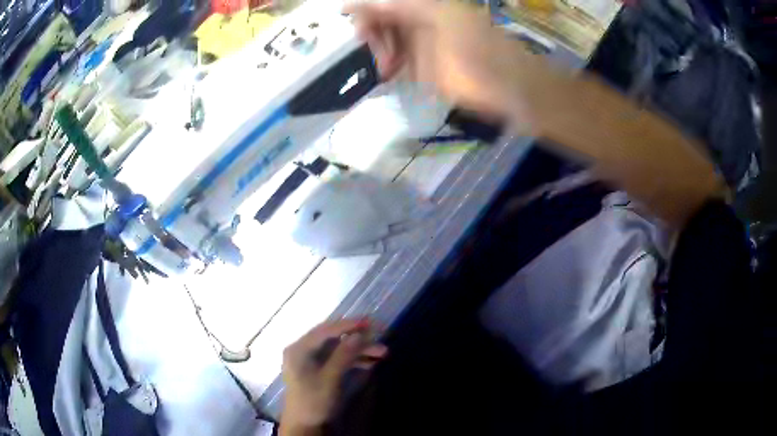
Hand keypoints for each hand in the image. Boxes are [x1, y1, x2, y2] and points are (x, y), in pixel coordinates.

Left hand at [281, 319, 387, 434]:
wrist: (304, 425)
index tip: (369, 321)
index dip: (348, 325)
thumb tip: (359, 334)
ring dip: (359, 351)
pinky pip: (337, 360)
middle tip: (380, 336)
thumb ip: (343, 355)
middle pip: (333, 339)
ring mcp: (310, 361)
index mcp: (299, 349)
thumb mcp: (330, 378)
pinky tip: (370, 363)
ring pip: (337, 350)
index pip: (325, 330)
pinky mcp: (318, 370)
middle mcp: (303, 350)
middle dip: (358, 339)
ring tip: (382, 352)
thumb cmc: (313, 400)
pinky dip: (353, 361)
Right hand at [345, 0, 535, 121]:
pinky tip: (385, 75)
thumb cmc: (478, 48)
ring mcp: (418, 48)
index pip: (385, 3)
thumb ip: (406, 5)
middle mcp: (418, 23)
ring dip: (377, 51)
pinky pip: (392, 65)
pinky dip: (384, 68)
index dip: (365, 7)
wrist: (507, 87)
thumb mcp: (444, 17)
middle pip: (380, 20)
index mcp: (423, 7)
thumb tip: (365, 0)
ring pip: (384, 42)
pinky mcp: (420, 72)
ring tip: (386, 67)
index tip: (346, 16)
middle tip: (374, 48)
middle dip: (371, 31)